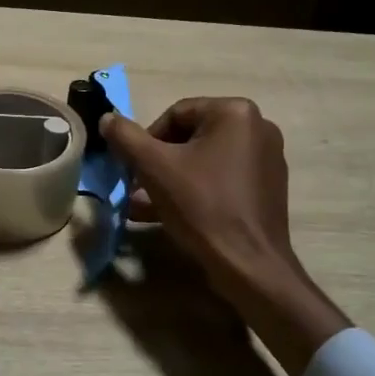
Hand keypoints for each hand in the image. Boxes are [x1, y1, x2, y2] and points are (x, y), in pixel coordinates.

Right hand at [102, 98, 349, 375]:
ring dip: (171, 180)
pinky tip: (171, 216)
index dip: (146, 141)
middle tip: (135, 190)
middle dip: (158, 164)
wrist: (248, 264)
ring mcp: (267, 158)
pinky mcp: (267, 187)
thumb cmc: (202, 207)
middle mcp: (258, 127)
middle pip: (190, 137)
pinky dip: (196, 191)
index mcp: (235, 112)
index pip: (175, 114)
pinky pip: (222, 179)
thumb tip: (107, 118)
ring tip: (143, 207)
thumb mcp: (154, 168)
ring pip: (204, 161)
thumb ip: (126, 137)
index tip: (132, 170)